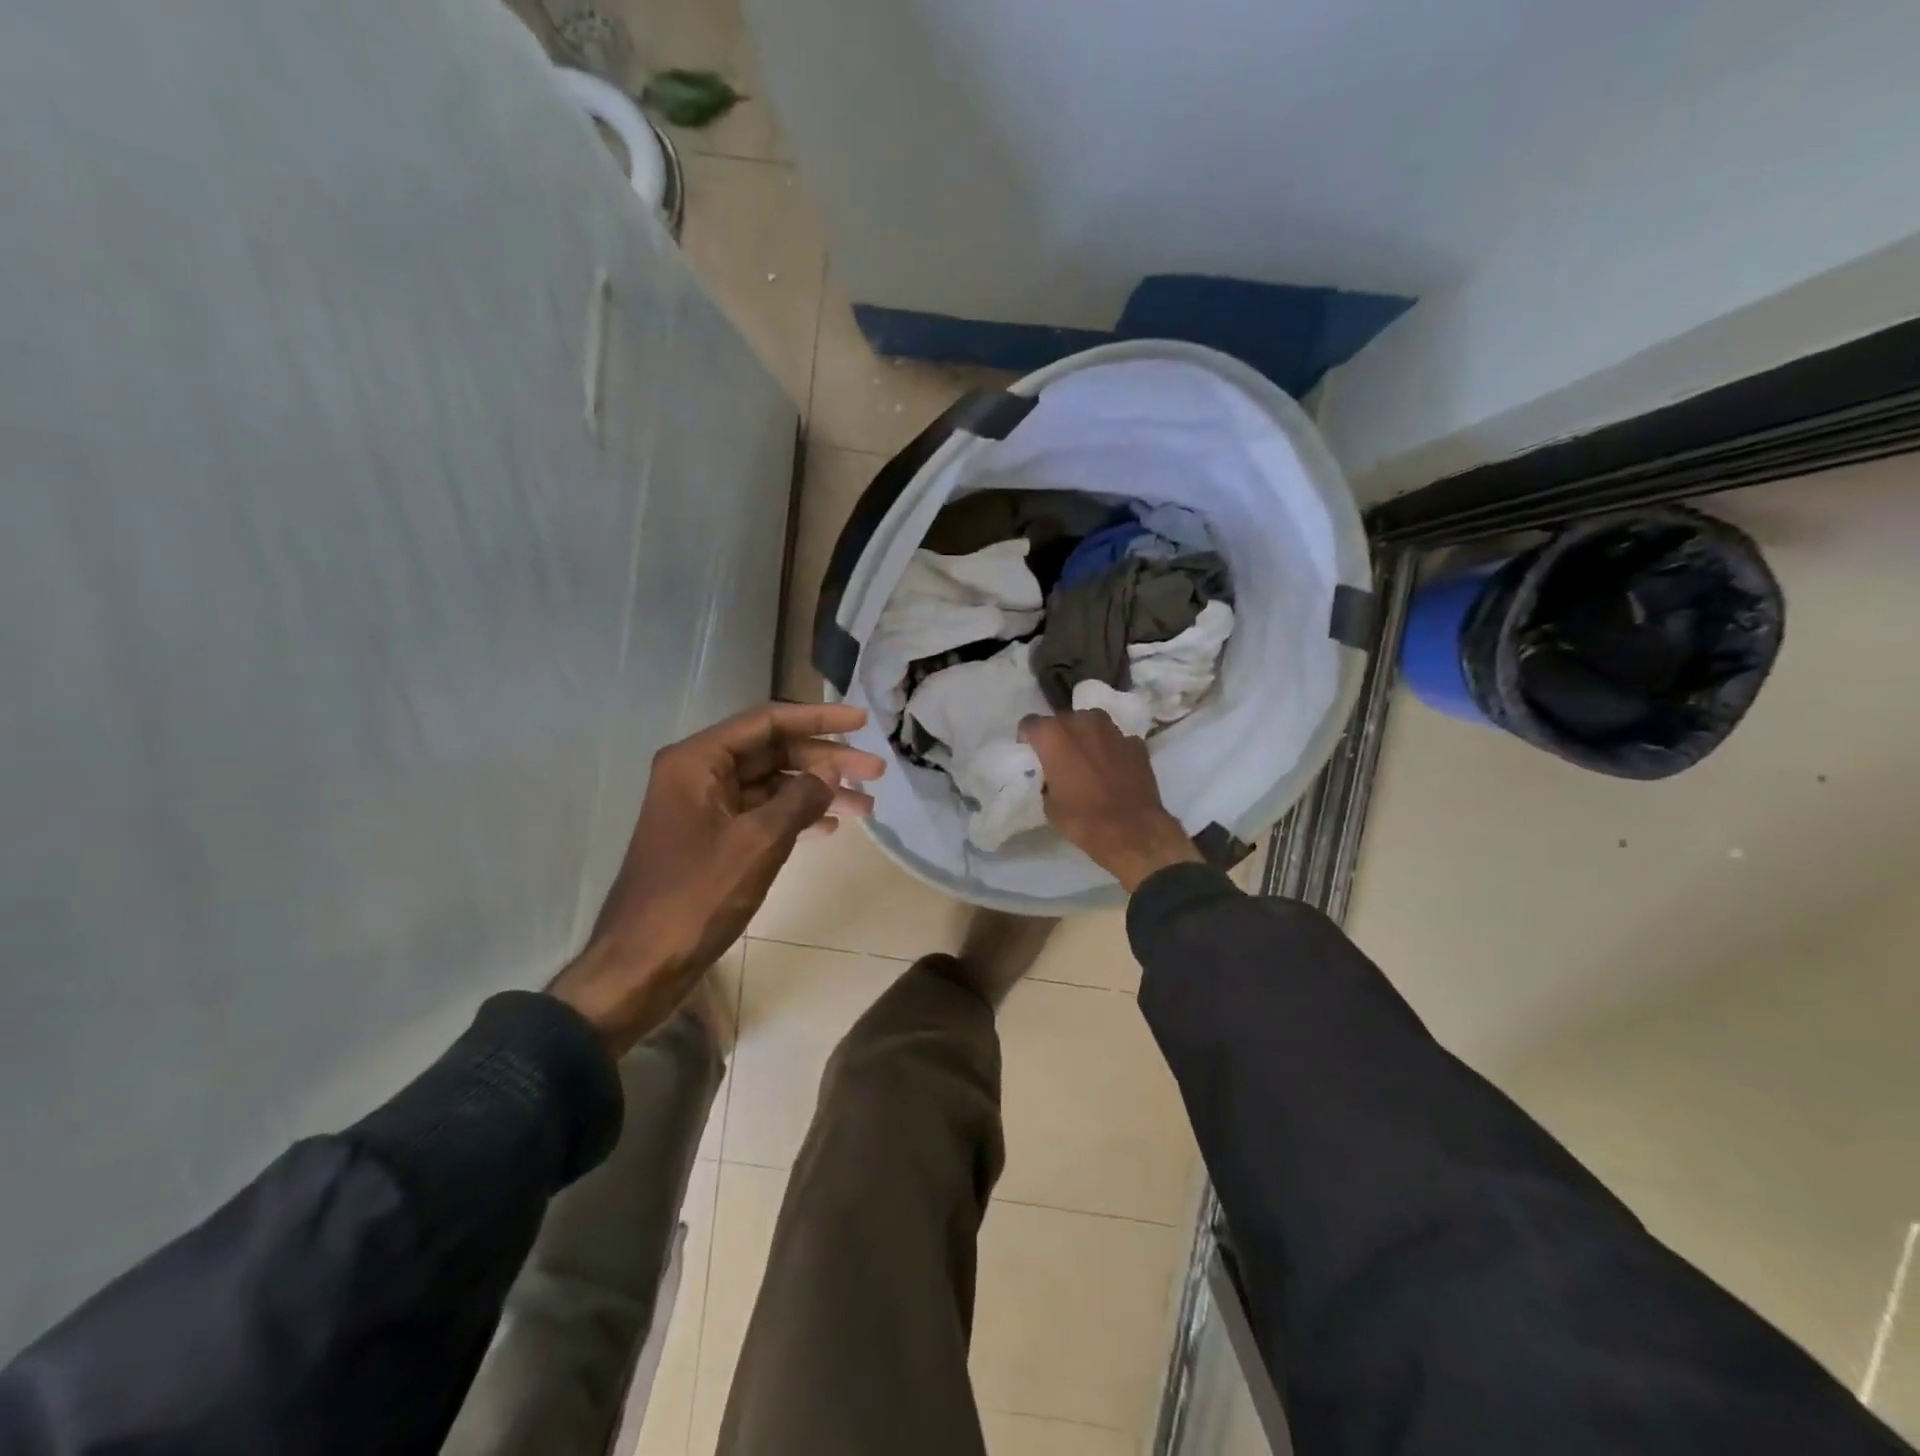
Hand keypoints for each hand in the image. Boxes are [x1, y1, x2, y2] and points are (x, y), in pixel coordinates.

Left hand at [549, 703, 884, 1051]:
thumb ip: (800, 798)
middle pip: (773, 752)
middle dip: (826, 760)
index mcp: (698, 762)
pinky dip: (796, 817)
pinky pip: (762, 814)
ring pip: (772, 785)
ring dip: (818, 792)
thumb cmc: (696, 896)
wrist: (641, 965)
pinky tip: (831, 827)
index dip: (819, 718)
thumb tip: (833, 769)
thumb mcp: (758, 843)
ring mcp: (705, 809)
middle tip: (876, 770)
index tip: (863, 720)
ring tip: (867, 805)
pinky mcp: (712, 840)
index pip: (767, 722)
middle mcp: (699, 775)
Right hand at [1020, 710, 1201, 891]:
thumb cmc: (1082, 819)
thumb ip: (1046, 779)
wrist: (1132, 830)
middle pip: (1062, 720)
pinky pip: (1116, 741)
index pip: (1030, 723)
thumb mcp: (1048, 804)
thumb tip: (1052, 777)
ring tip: (1088, 761)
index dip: (1028, 739)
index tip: (1033, 755)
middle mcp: (1082, 722)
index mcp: (1053, 735)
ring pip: (1091, 724)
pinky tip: (1114, 771)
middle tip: (1061, 760)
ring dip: (1086, 737)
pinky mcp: (1136, 743)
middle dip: (1059, 736)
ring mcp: (1113, 730)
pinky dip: (1112, 750)